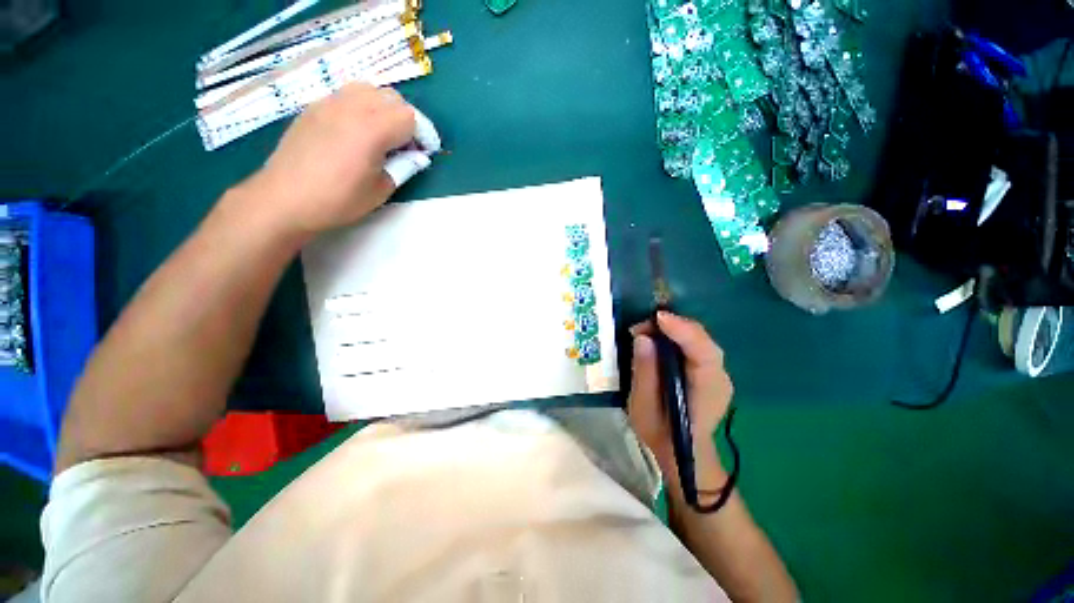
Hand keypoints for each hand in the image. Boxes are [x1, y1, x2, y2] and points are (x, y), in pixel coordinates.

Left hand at [240, 83, 438, 238]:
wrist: (285, 199)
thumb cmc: (339, 200)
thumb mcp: (381, 190)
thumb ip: (404, 167)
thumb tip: (418, 156)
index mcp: (373, 129)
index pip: (410, 117)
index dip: (423, 134)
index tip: (424, 152)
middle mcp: (352, 107)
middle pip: (392, 98)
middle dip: (405, 120)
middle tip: (404, 146)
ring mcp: (329, 103)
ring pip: (368, 90)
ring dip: (383, 109)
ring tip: (381, 135)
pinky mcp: (314, 107)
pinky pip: (346, 96)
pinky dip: (360, 107)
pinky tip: (355, 132)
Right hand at [627, 312, 733, 492]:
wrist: (682, 452)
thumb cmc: (661, 432)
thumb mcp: (643, 405)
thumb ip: (644, 371)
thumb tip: (642, 338)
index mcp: (707, 390)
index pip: (702, 351)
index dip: (681, 330)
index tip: (656, 318)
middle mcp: (720, 377)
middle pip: (702, 340)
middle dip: (672, 326)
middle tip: (642, 326)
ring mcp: (718, 372)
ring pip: (699, 339)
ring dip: (673, 329)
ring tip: (646, 329)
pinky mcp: (709, 370)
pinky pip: (695, 345)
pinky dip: (677, 336)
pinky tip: (659, 337)